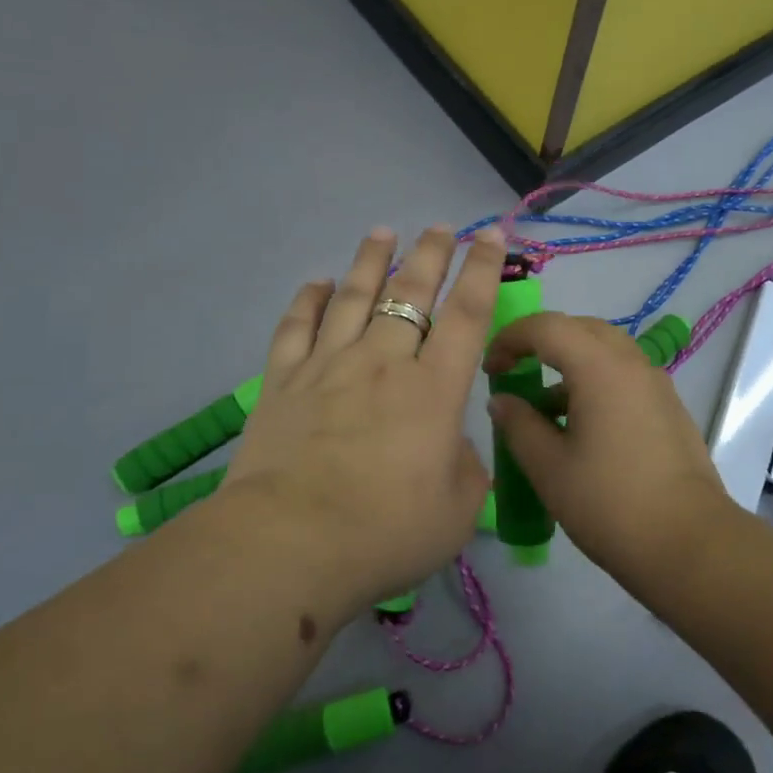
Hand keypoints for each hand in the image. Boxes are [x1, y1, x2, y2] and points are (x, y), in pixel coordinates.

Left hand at [218, 224, 504, 613]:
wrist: (289, 545)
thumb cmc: (385, 532)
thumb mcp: (457, 512)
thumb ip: (466, 469)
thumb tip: (451, 444)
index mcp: (434, 390)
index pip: (467, 314)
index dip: (482, 270)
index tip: (489, 235)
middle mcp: (383, 362)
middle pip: (410, 293)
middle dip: (429, 254)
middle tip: (439, 227)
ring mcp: (328, 366)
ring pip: (352, 297)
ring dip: (370, 261)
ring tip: (381, 232)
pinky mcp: (282, 382)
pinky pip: (295, 327)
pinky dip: (307, 300)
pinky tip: (316, 283)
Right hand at [483, 313, 731, 573]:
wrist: (689, 544)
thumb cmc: (609, 503)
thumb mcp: (549, 468)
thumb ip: (518, 425)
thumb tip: (502, 401)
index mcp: (600, 368)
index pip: (547, 326)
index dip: (511, 338)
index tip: (490, 368)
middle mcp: (633, 364)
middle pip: (581, 329)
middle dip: (542, 343)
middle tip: (516, 373)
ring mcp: (657, 386)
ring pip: (606, 353)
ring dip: (570, 366)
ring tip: (545, 411)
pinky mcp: (670, 409)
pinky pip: (625, 377)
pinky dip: (595, 385)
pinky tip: (581, 431)